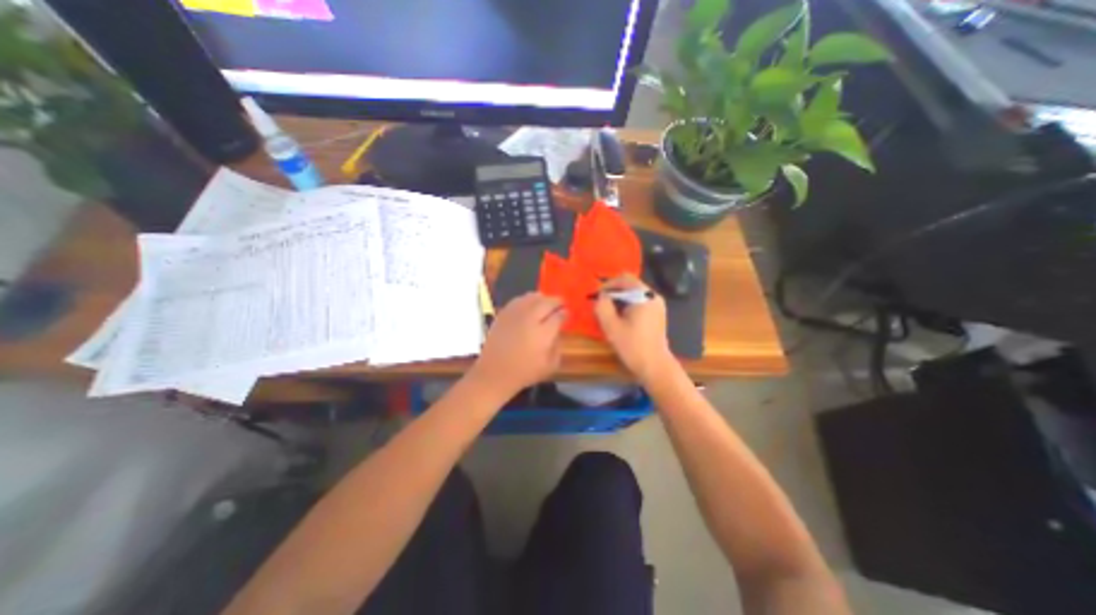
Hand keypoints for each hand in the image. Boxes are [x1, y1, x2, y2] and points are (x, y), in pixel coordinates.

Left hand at [470, 292, 563, 399]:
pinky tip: (529, 304)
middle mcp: (530, 319)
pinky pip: (518, 300)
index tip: (567, 313)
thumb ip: (558, 346)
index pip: (558, 316)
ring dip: (542, 298)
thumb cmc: (524, 372)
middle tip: (560, 304)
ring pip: (532, 297)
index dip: (564, 313)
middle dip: (556, 301)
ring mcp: (515, 315)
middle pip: (546, 302)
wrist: (494, 373)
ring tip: (546, 302)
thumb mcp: (550, 366)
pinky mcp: (503, 314)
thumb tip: (558, 332)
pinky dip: (527, 299)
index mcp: (543, 333)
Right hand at [591, 275, 676, 381]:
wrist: (654, 365)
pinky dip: (627, 304)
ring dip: (619, 298)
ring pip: (634, 293)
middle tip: (600, 303)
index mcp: (644, 296)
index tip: (597, 295)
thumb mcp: (611, 327)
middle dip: (613, 291)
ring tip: (608, 311)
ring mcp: (657, 305)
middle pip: (630, 284)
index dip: (608, 284)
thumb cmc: (632, 346)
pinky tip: (620, 317)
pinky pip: (639, 301)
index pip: (624, 279)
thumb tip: (601, 296)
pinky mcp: (657, 313)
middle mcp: (653, 296)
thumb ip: (603, 307)